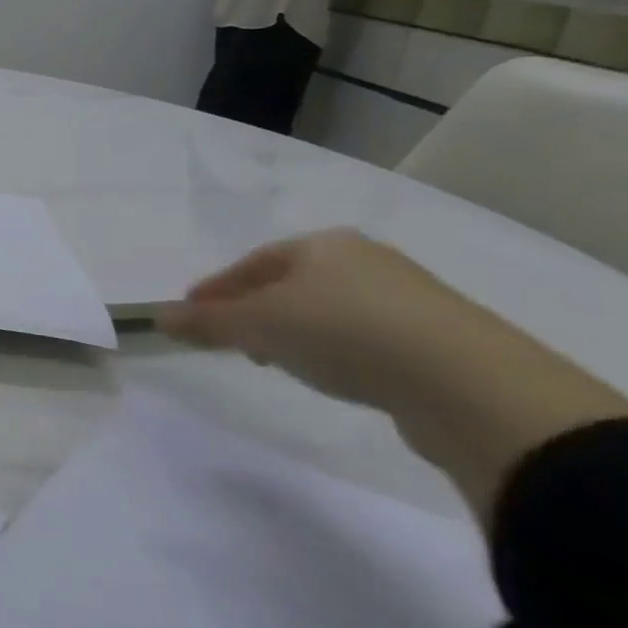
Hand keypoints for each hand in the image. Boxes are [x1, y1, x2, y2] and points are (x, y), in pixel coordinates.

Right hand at [158, 231, 627, 520]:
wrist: (468, 383)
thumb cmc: (343, 332)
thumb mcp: (258, 325)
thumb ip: (206, 322)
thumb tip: (159, 318)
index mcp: (322, 244)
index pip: (253, 263)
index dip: (217, 289)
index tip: (191, 312)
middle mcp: (366, 261)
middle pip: (291, 283)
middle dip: (255, 308)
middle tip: (230, 337)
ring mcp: (409, 298)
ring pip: (329, 309)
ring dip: (294, 331)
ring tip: (276, 360)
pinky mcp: (439, 339)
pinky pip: (365, 337)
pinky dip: (336, 350)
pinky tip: (333, 375)